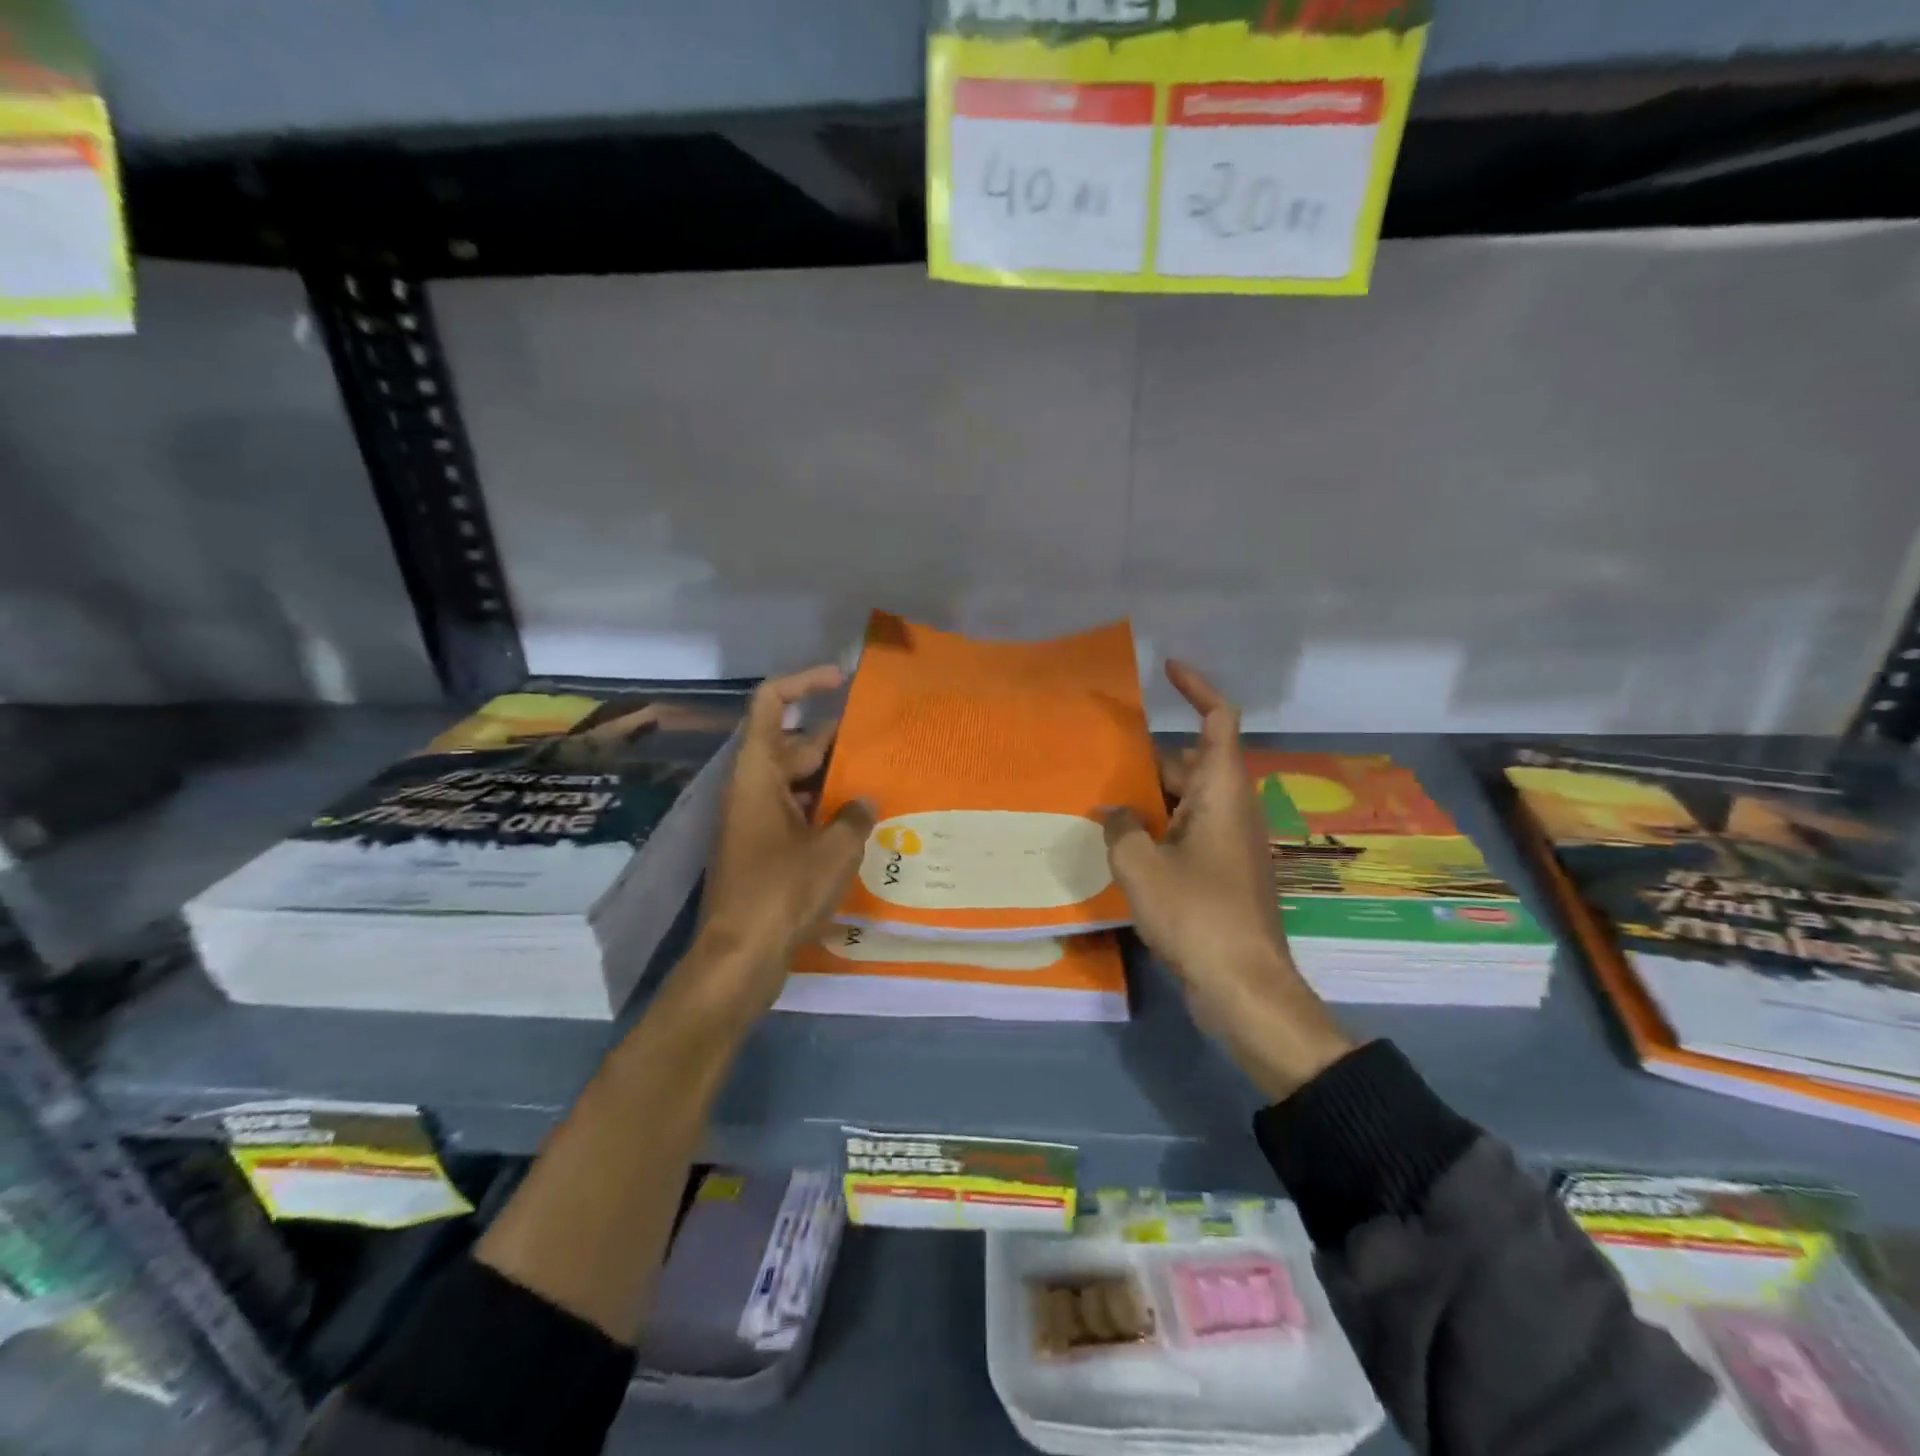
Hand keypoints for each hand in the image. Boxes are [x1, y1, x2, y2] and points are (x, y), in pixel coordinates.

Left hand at [679, 666, 874, 1023]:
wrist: (739, 959)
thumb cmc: (782, 893)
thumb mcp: (833, 851)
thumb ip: (855, 817)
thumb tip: (864, 803)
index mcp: (758, 775)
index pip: (770, 704)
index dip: (803, 682)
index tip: (841, 681)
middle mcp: (753, 790)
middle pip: (793, 745)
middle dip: (836, 741)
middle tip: (883, 744)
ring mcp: (756, 822)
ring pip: (798, 783)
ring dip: (835, 780)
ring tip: (882, 783)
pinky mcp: (763, 851)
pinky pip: (797, 814)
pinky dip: (825, 812)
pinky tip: (862, 826)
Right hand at [1103, 662, 1353, 1099]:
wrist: (1244, 985)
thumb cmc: (1196, 914)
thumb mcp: (1141, 865)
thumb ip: (1120, 827)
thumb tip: (1111, 810)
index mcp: (1222, 792)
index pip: (1219, 720)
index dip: (1197, 688)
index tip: (1167, 669)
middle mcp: (1232, 808)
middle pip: (1192, 762)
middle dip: (1149, 760)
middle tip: (1102, 762)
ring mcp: (1230, 842)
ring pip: (1187, 800)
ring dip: (1150, 797)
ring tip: (1102, 803)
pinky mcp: (1223, 871)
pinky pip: (1188, 830)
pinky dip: (1159, 827)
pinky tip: (1124, 844)